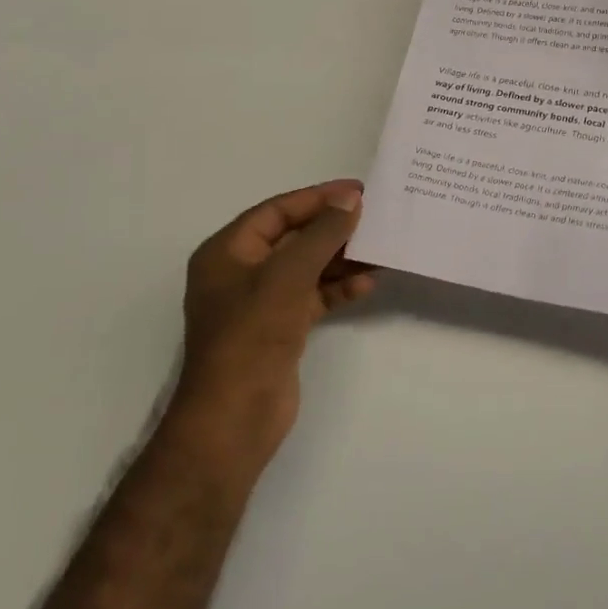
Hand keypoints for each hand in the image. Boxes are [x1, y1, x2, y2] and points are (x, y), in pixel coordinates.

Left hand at [176, 180, 374, 470]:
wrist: (234, 418)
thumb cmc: (252, 335)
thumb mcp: (288, 275)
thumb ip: (322, 234)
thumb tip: (351, 199)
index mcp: (227, 252)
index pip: (277, 211)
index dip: (317, 198)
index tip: (358, 190)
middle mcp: (241, 272)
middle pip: (294, 238)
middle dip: (333, 228)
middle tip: (375, 217)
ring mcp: (261, 303)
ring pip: (307, 268)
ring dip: (341, 259)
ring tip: (380, 249)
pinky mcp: (279, 329)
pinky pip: (312, 297)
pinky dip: (337, 289)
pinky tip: (366, 283)